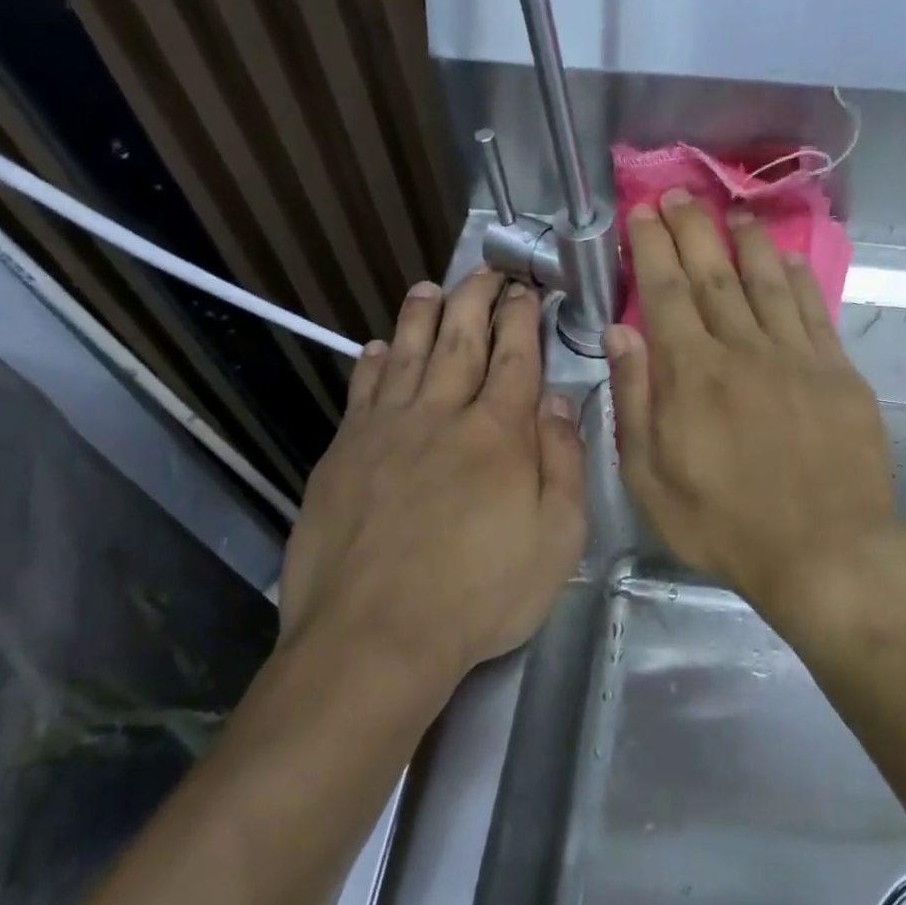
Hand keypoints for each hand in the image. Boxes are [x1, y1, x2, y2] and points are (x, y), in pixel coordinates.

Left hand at [276, 271, 585, 712]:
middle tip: (485, 270)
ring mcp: (385, 431)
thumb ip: (562, 462)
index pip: (515, 357)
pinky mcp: (343, 454)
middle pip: (459, 339)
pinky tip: (375, 349)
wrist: (376, 634)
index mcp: (499, 434)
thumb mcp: (557, 539)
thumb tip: (557, 400)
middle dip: (476, 298)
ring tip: (429, 288)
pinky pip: (361, 393)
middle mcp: (441, 415)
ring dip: (421, 316)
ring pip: (405, 354)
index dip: (522, 318)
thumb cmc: (481, 594)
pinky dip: (372, 364)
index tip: (526, 289)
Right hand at [607, 192, 902, 622]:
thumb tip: (620, 334)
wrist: (824, 550)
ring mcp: (796, 357)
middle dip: (693, 229)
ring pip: (767, 282)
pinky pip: (814, 312)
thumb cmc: (725, 526)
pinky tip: (789, 260)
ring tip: (734, 212)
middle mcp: (743, 350)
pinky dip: (799, 279)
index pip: (665, 293)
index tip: (642, 213)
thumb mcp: (650, 480)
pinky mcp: (838, 374)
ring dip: (747, 243)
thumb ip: (634, 402)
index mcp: (691, 375)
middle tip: (680, 195)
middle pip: (714, 275)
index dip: (651, 248)